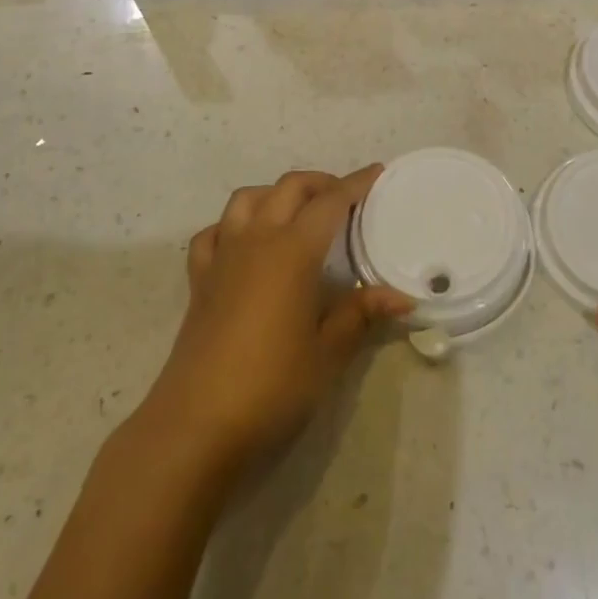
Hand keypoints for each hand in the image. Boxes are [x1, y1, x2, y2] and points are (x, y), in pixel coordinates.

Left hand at [140, 168, 413, 482]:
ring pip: (247, 199)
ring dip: (276, 194)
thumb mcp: (327, 353)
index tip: (378, 172)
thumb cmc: (271, 386)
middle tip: (346, 198)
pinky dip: (233, 224)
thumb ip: (361, 315)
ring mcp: (222, 257)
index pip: (331, 202)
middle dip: (320, 183)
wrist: (195, 426)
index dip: (357, 184)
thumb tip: (402, 298)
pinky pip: (214, 233)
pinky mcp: (199, 281)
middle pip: (288, 188)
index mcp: (292, 251)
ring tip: (298, 212)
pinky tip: (246, 243)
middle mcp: (256, 241)